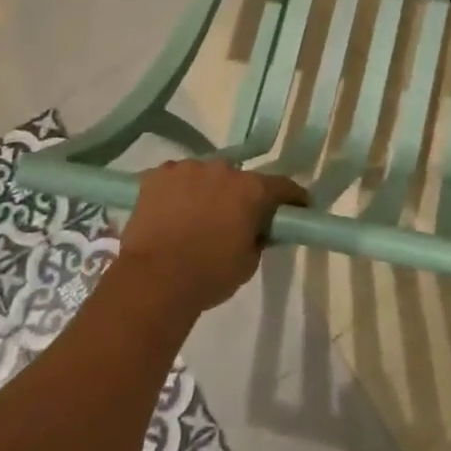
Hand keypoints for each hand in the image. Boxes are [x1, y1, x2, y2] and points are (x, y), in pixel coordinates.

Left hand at [117, 161, 307, 313]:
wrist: (153, 281)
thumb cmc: (209, 276)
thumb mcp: (249, 262)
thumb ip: (258, 237)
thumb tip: (258, 228)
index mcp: (252, 190)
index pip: (283, 186)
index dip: (292, 198)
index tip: (297, 207)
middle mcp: (224, 169)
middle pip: (239, 178)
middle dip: (240, 195)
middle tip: (233, 217)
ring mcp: (188, 168)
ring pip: (204, 175)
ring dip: (206, 190)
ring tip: (195, 216)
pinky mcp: (157, 176)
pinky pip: (174, 178)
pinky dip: (177, 191)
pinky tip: (170, 211)